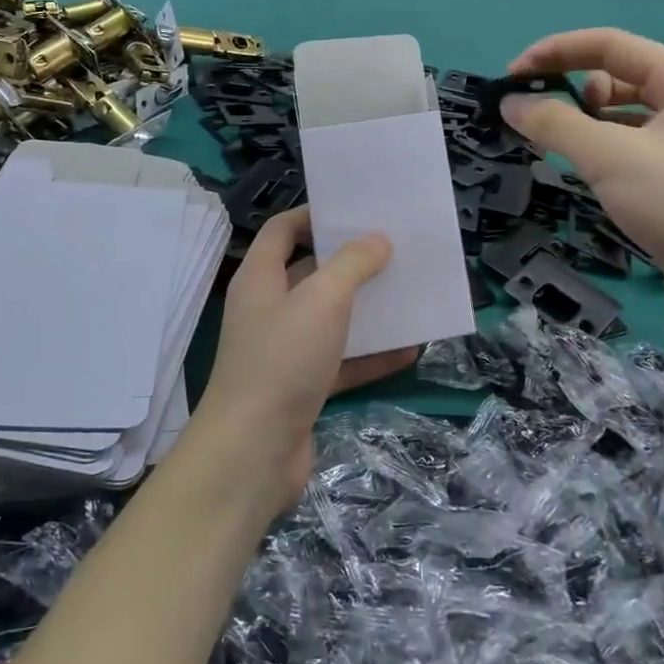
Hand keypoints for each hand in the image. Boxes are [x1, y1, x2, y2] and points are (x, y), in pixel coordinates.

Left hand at [189, 208, 415, 510]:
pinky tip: (410, 349)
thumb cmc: (282, 360)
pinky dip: (372, 356)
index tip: (354, 211)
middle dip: (351, 262)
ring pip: (331, 319)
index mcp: (261, 278)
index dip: (313, 214)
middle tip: (394, 250)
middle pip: (311, 272)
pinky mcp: (303, 388)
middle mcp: (270, 309)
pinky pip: (342, 361)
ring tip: (409, 293)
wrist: (253, 453)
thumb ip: (352, 264)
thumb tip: (376, 240)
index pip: (282, 230)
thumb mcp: (322, 300)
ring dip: (367, 309)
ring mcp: (286, 351)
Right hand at [502, 29, 663, 303]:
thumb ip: (555, 123)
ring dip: (587, 123)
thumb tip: (510, 103)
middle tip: (537, 118)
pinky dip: (605, 150)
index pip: (610, 45)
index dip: (556, 52)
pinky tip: (587, 172)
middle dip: (572, 91)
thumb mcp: (610, 156)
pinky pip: (635, 146)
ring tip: (558, 147)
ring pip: (626, 115)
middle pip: (619, 77)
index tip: (513, 75)